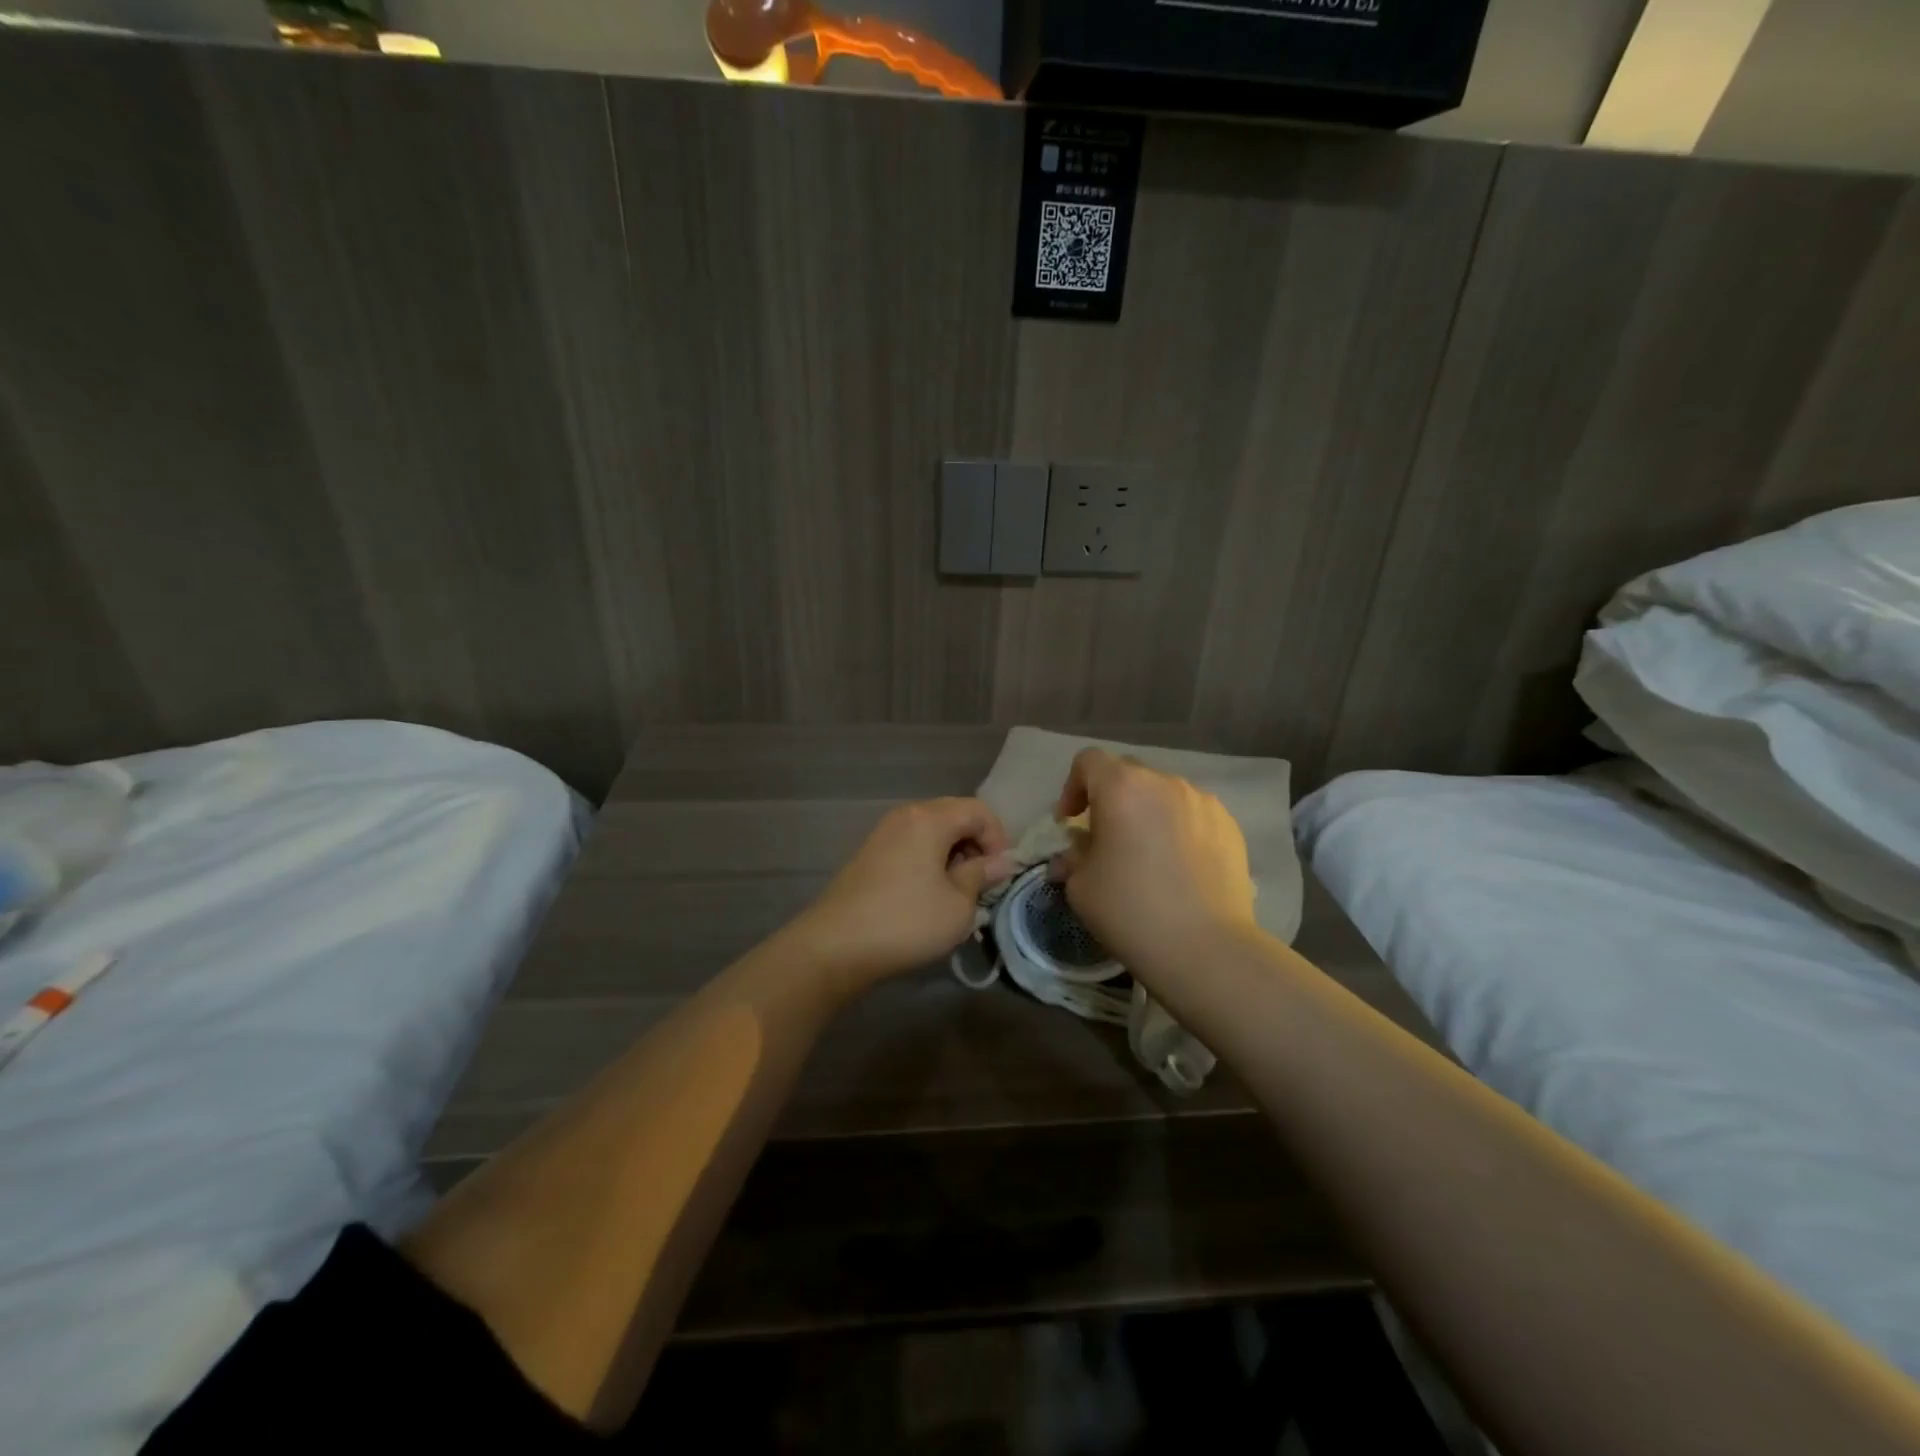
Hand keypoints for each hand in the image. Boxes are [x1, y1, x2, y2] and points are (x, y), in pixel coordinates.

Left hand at [792, 797, 1017, 994]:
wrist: (835, 946)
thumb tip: (1001, 862)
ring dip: (952, 855)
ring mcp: (883, 833)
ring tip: (957, 892)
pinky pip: (911, 845)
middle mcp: (905, 815)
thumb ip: (982, 876)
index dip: (999, 839)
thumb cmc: (906, 922)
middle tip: (982, 883)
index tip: (1000, 874)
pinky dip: (929, 861)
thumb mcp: (958, 905)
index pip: (979, 811)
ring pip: (932, 832)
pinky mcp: (869, 854)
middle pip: (954, 815)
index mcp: (930, 818)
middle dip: (976, 845)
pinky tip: (928, 895)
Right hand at [1050, 749, 1256, 979]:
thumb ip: (1073, 858)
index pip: (1088, 761)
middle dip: (1110, 798)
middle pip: (1128, 773)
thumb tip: (1075, 855)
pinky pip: (1192, 814)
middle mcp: (1165, 783)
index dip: (1072, 787)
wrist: (1206, 949)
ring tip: (1146, 854)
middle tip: (1105, 838)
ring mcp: (1203, 802)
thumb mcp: (1081, 887)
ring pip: (1163, 794)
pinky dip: (1178, 828)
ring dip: (1146, 813)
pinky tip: (1179, 866)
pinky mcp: (1230, 826)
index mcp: (1122, 787)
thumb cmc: (1131, 911)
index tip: (1070, 823)